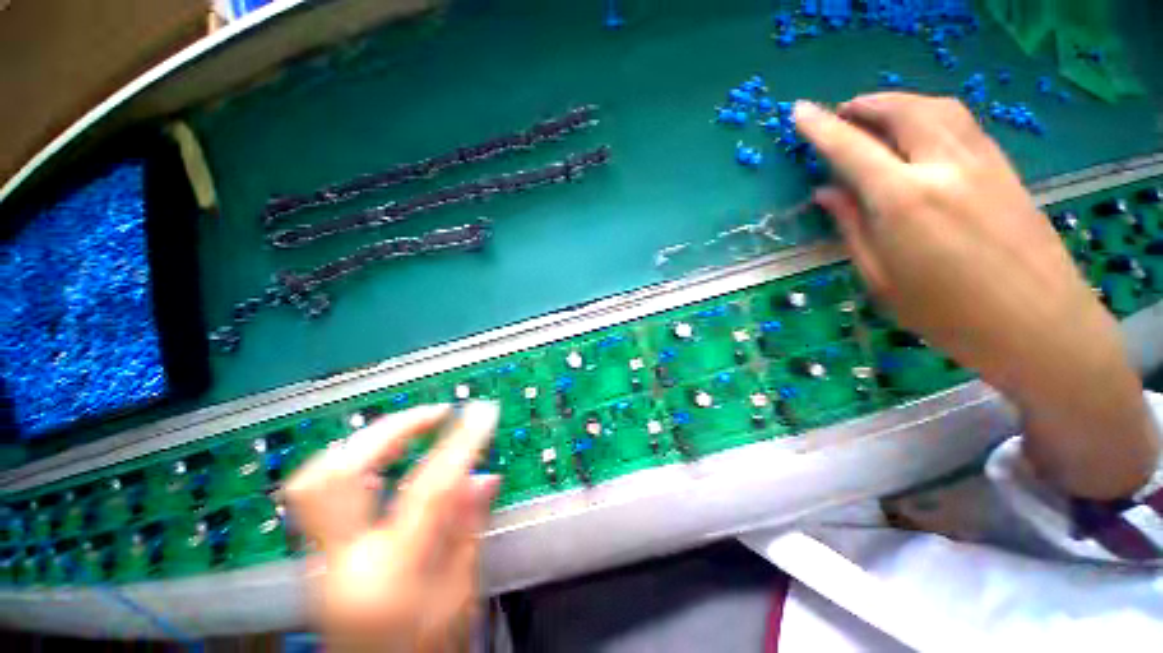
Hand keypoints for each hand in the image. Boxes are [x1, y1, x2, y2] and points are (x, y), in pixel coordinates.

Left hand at [284, 402, 500, 651]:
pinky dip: (353, 459)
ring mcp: (320, 559)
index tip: (482, 412)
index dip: (460, 443)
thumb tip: (486, 475)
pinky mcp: (316, 555)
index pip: (428, 491)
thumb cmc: (427, 646)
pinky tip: (382, 456)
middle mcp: (343, 562)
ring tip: (409, 428)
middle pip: (342, 474)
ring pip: (317, 478)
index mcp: (390, 576)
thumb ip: (469, 528)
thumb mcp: (461, 594)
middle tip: (435, 414)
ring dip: (368, 440)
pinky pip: (320, 492)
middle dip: (393, 429)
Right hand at [794, 93, 1158, 497]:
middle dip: (866, 105)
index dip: (821, 128)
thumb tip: (826, 192)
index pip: (852, 149)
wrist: (1038, 326)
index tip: (799, 111)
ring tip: (875, 115)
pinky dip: (931, 114)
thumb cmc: (947, 314)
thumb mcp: (881, 277)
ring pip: (937, 108)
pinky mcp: (1005, 168)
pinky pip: (962, 123)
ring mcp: (983, 162)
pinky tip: (918, 132)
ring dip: (900, 103)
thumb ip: (851, 227)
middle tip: (840, 113)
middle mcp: (945, 167)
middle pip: (902, 111)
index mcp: (905, 200)